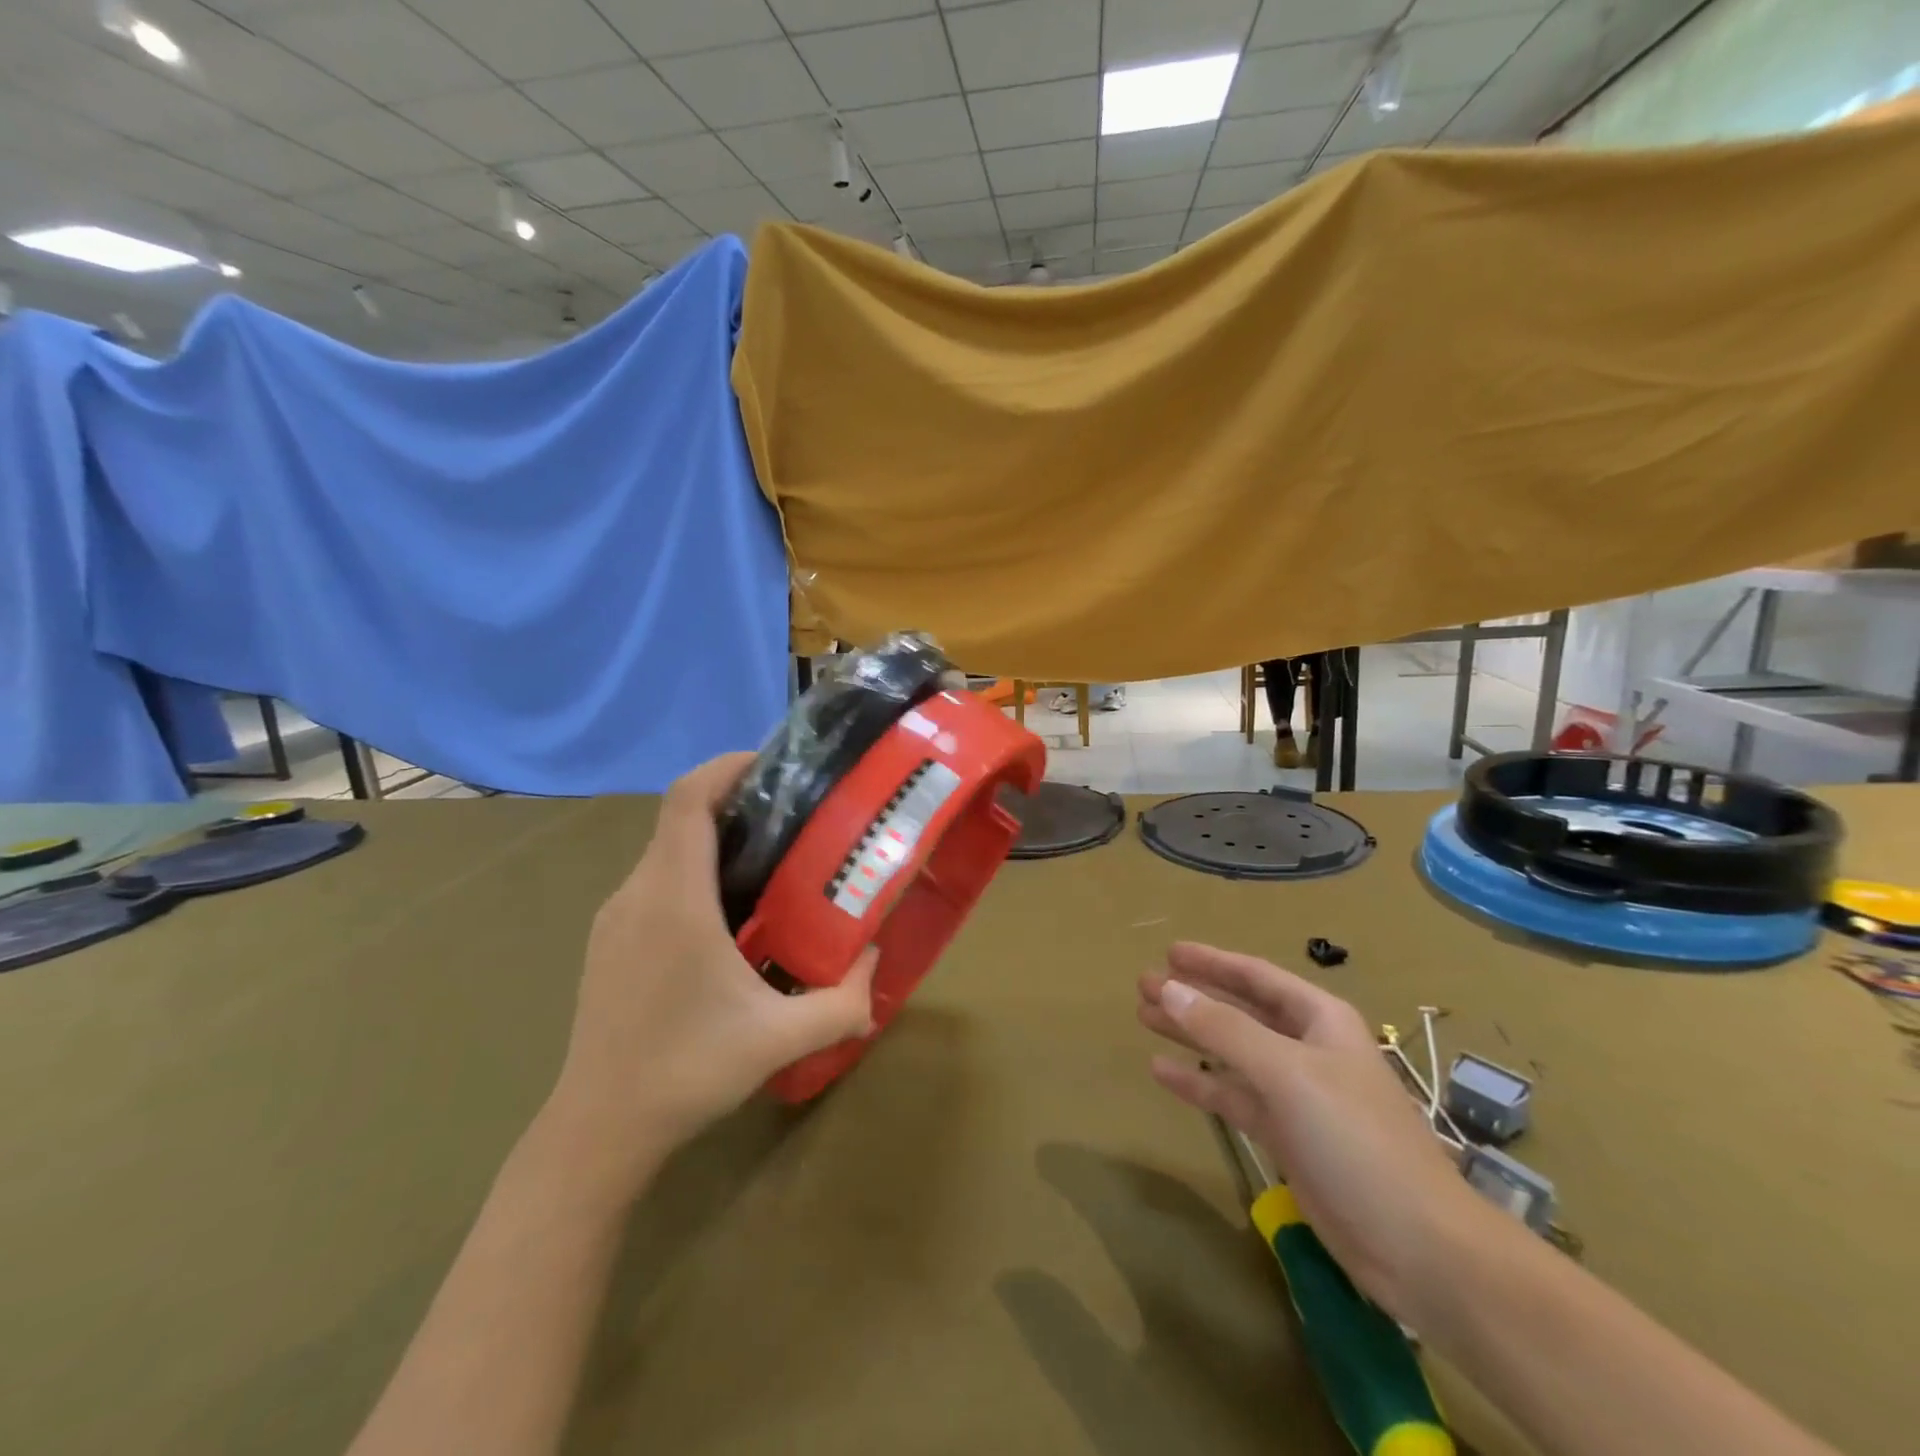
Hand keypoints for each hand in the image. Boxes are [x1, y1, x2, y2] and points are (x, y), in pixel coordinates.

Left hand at [547, 753, 877, 1190]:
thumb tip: (876, 961)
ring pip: (667, 851)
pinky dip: (693, 872)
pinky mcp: (608, 941)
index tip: (772, 763)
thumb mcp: (780, 1039)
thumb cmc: (686, 1072)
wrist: (598, 1130)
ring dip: (714, 839)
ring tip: (770, 859)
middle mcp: (638, 894)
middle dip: (734, 801)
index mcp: (674, 900)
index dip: (725, 766)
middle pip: (680, 819)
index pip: (687, 800)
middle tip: (793, 814)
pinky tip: (728, 913)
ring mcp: (615, 918)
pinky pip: (655, 882)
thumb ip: (842, 1001)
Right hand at [1139, 943, 1483, 1317]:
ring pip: (1232, 1052)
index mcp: (1319, 1020)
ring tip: (1143, 1017)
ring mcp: (1296, 1095)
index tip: (1169, 952)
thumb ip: (1224, 1029)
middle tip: (1143, 984)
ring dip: (1190, 1035)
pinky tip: (1162, 1072)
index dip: (1212, 961)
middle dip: (1193, 996)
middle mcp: (1307, 1049)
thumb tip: (1168, 989)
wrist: (1418, 1247)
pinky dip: (1200, 1082)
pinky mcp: (1287, 1137)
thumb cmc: (1356, 1139)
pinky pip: (1233, 1097)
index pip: (1256, 976)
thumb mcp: (1287, 1073)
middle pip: (1240, 1011)